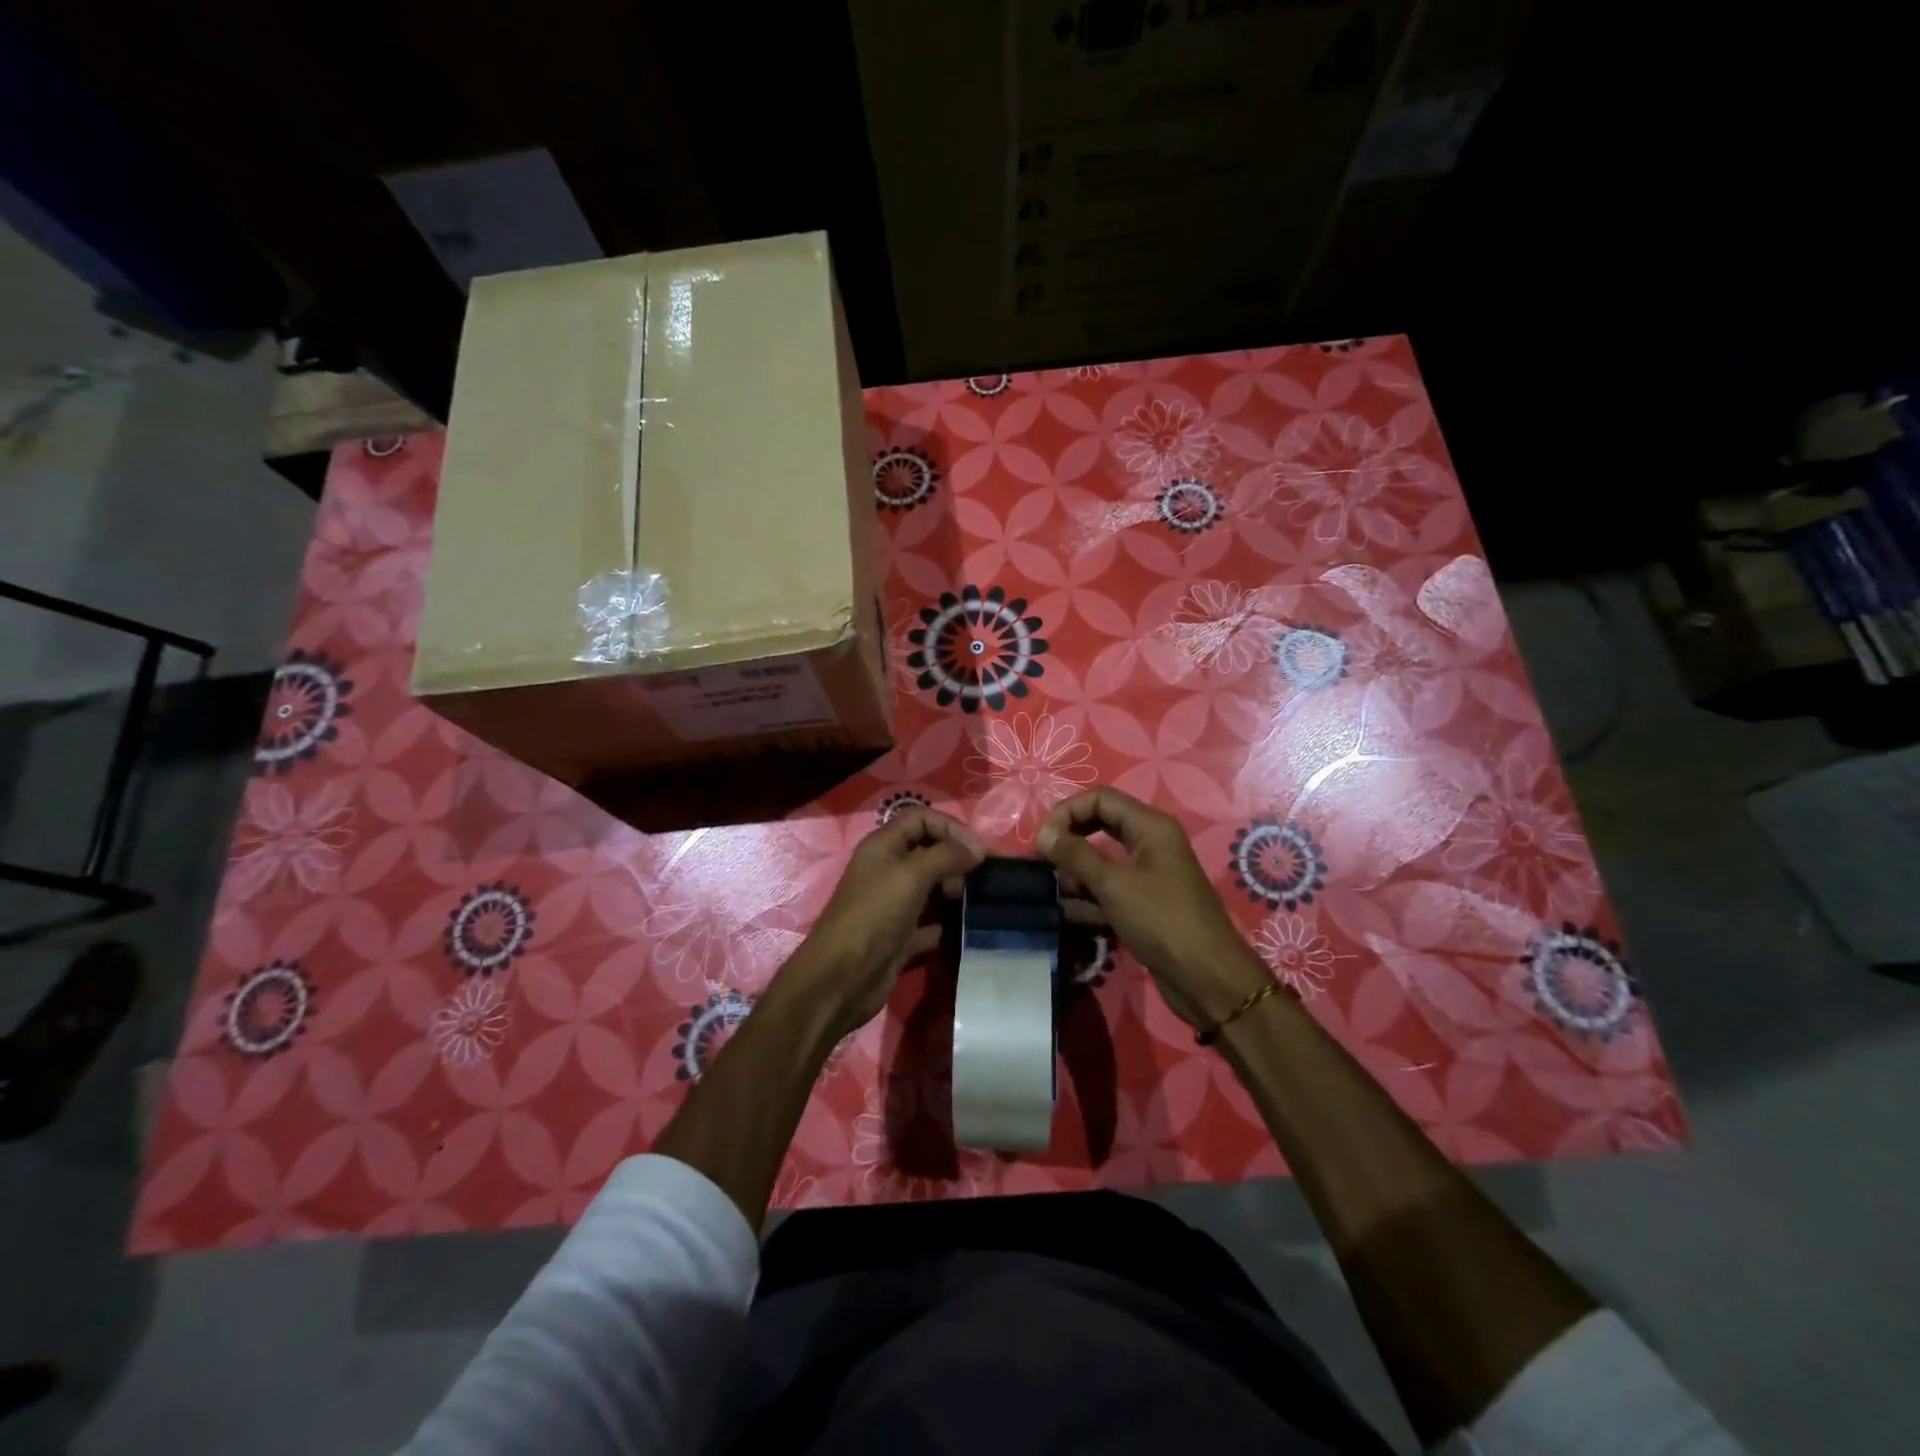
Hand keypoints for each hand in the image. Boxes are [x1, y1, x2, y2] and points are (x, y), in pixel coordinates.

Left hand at [782, 808, 985, 1037]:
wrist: (843, 977)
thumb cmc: (875, 914)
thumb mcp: (912, 874)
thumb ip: (947, 855)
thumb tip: (977, 851)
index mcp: (883, 845)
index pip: (922, 818)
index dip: (951, 827)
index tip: (978, 853)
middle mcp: (888, 869)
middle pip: (930, 851)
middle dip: (957, 860)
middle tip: (977, 880)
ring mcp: (894, 904)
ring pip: (933, 887)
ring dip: (956, 891)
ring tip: (975, 903)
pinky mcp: (901, 935)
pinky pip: (931, 922)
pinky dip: (948, 923)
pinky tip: (965, 929)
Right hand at [1037, 788, 1270, 1031]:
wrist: (1206, 978)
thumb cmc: (1161, 920)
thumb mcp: (1113, 884)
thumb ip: (1075, 855)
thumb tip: (1043, 834)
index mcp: (1150, 826)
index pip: (1100, 799)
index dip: (1067, 812)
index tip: (1042, 840)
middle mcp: (1150, 843)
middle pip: (1099, 826)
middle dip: (1070, 843)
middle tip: (1045, 863)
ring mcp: (1148, 874)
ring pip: (1101, 861)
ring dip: (1077, 875)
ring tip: (1062, 896)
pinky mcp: (1144, 903)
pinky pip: (1109, 889)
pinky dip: (1090, 899)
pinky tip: (1074, 916)